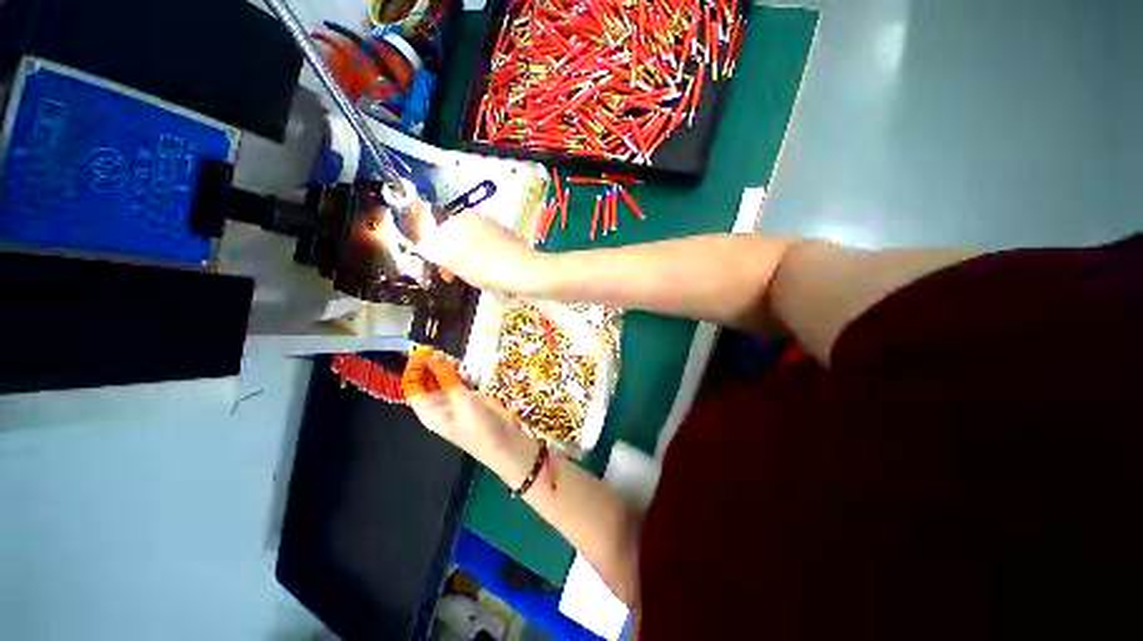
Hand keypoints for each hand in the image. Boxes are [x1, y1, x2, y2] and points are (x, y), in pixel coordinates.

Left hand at [401, 348, 538, 487]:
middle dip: (431, 366)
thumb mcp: (462, 401)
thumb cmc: (481, 428)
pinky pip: (461, 382)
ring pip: (445, 380)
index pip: (413, 387)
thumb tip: (432, 356)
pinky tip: (467, 370)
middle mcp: (440, 405)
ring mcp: (456, 401)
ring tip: (455, 359)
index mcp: (430, 411)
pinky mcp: (471, 398)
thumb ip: (447, 378)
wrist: (508, 444)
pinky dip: (462, 374)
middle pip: (427, 381)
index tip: (422, 351)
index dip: (414, 369)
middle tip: (441, 350)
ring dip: (448, 368)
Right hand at [414, 211, 544, 292]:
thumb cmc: (487, 267)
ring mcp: (497, 228)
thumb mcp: (453, 260)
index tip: (446, 275)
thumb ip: (433, 249)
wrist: (527, 272)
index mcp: (463, 218)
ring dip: (472, 263)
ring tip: (481, 279)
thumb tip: (424, 244)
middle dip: (456, 260)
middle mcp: (480, 218)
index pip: (440, 234)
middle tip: (462, 279)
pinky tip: (495, 275)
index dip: (439, 256)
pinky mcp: (510, 240)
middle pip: (458, 240)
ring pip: (475, 248)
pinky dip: (488, 263)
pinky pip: (491, 252)